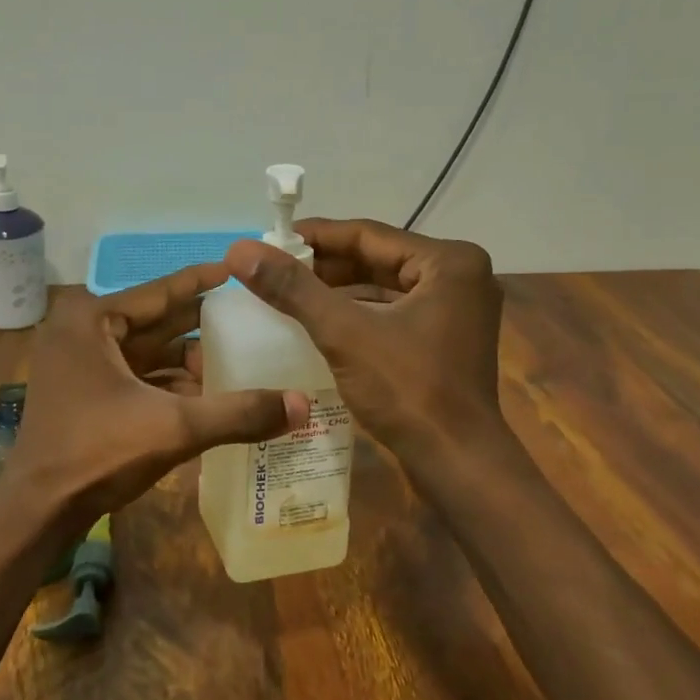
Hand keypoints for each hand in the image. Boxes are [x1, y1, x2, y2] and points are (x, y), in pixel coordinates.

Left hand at [1, 265, 310, 531]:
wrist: (38, 511)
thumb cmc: (97, 453)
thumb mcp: (174, 428)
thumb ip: (238, 413)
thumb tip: (303, 405)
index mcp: (92, 320)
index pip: (160, 291)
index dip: (204, 280)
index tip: (240, 268)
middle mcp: (83, 332)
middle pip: (156, 320)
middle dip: (202, 320)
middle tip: (253, 313)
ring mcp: (81, 364)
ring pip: (148, 351)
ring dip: (189, 356)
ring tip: (242, 354)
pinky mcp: (86, 393)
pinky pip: (137, 375)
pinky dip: (170, 382)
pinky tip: (210, 390)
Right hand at [224, 220, 506, 466]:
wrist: (458, 465)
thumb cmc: (408, 390)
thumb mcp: (344, 333)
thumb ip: (293, 289)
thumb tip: (240, 250)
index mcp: (448, 262)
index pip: (368, 234)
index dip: (314, 236)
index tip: (268, 239)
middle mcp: (458, 276)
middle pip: (376, 258)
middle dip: (323, 265)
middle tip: (273, 267)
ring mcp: (455, 309)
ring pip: (382, 286)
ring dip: (336, 289)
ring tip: (286, 291)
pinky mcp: (445, 338)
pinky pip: (391, 311)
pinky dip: (355, 312)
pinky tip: (317, 320)